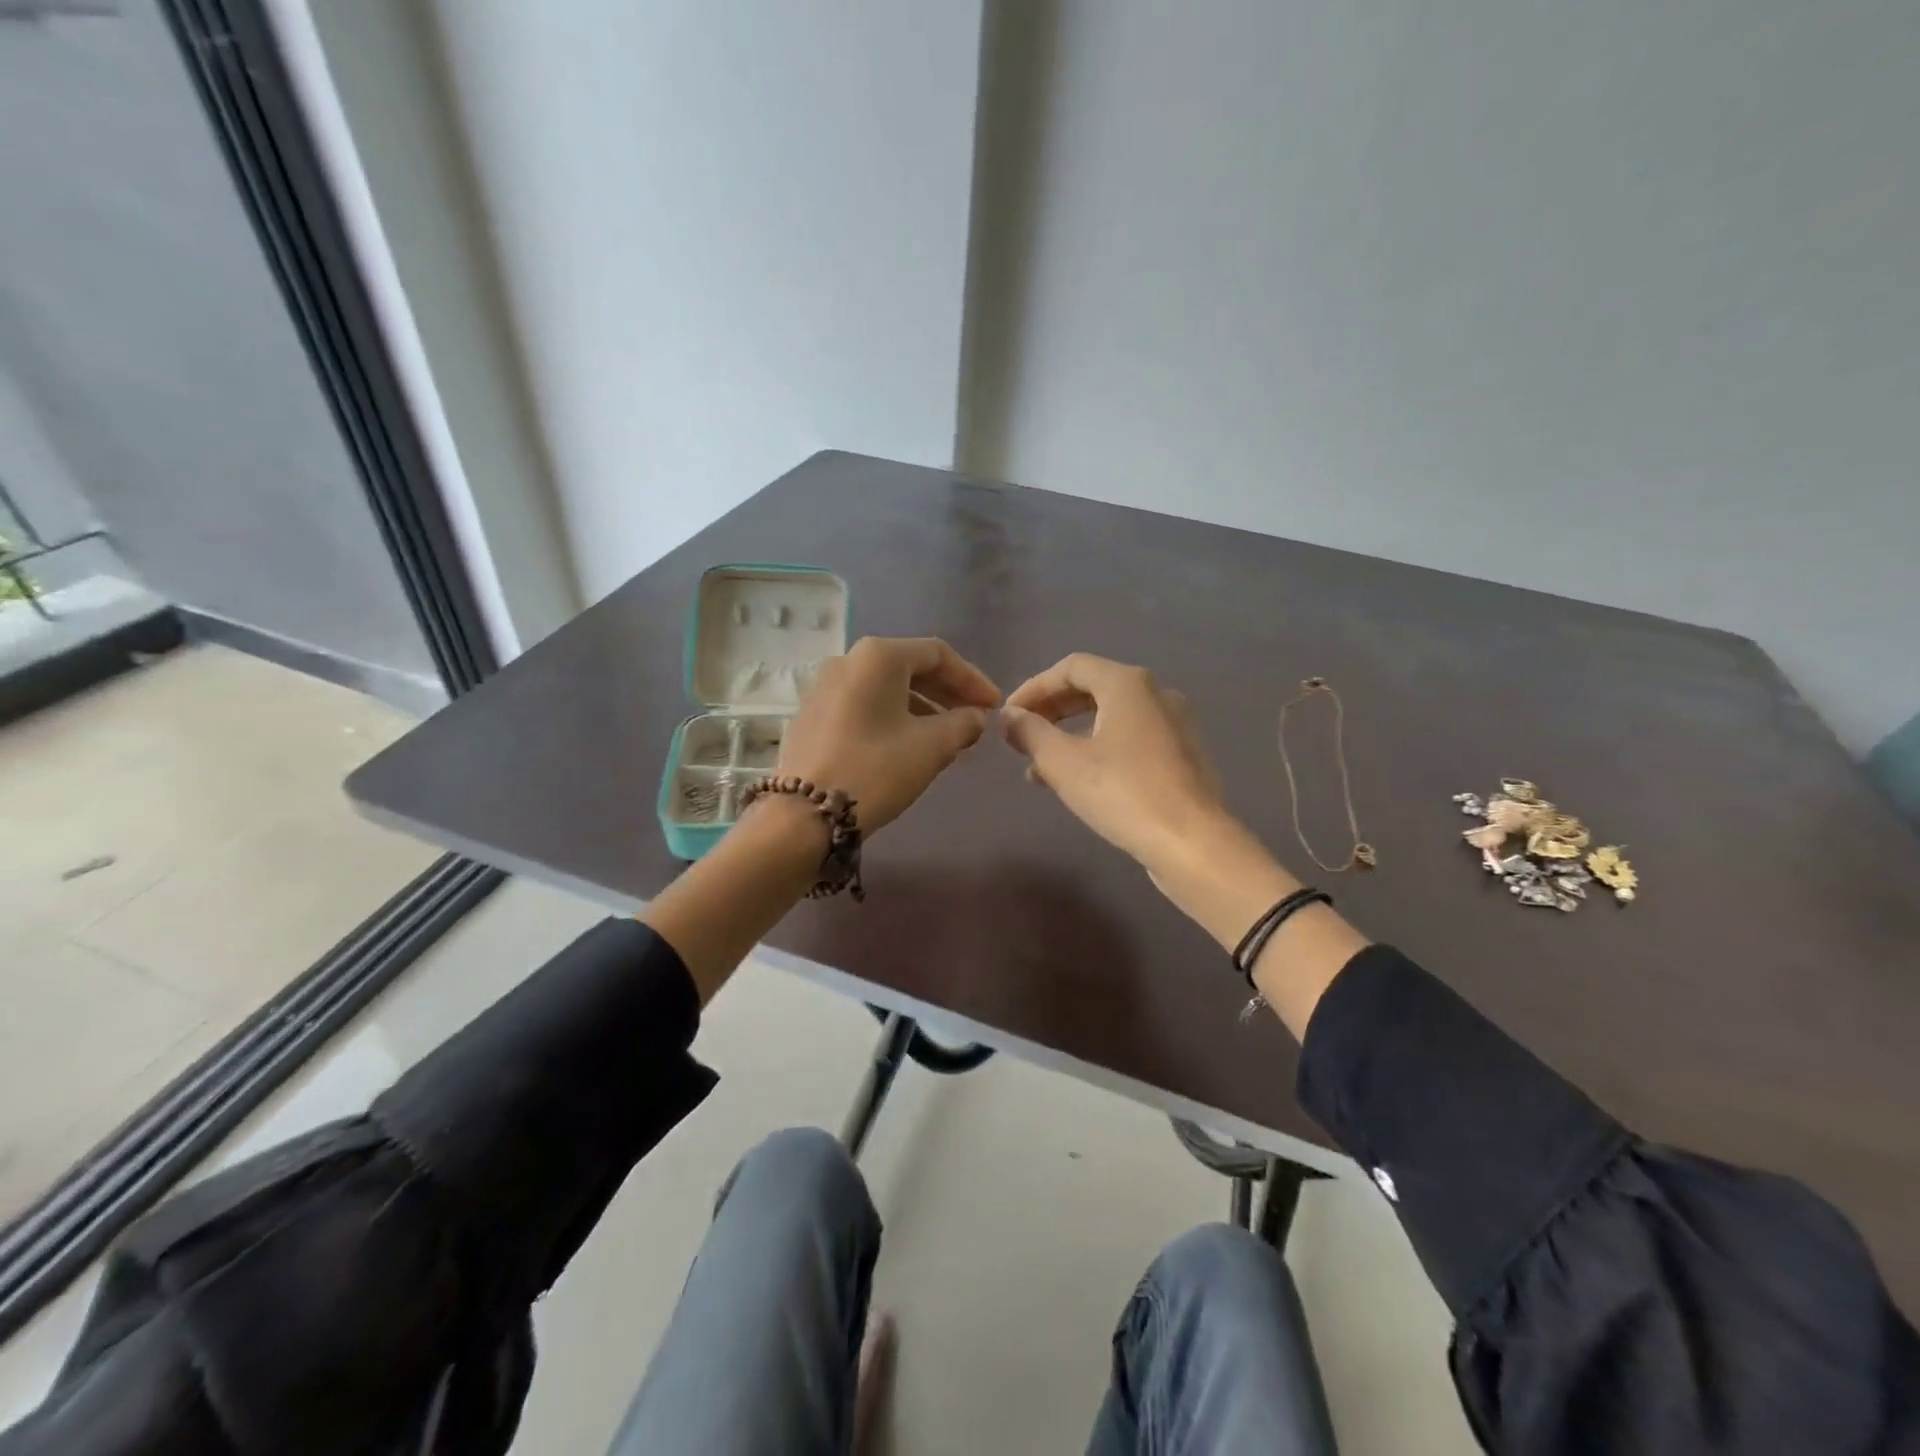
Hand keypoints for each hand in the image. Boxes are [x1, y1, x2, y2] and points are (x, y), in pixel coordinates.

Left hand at [775, 637, 1001, 834]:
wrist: (804, 815)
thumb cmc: (876, 770)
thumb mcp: (931, 747)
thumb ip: (962, 724)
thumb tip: (975, 717)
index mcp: (878, 657)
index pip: (938, 654)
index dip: (971, 679)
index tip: (993, 706)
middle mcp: (847, 660)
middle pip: (909, 667)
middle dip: (946, 692)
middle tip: (974, 718)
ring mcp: (824, 686)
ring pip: (886, 688)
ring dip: (921, 707)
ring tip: (946, 736)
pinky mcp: (812, 714)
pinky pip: (864, 704)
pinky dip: (892, 716)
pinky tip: (907, 744)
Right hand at [999, 653, 1230, 874]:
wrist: (1192, 842)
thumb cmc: (1122, 792)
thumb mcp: (1062, 762)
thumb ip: (1030, 732)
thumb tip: (1010, 716)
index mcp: (1127, 684)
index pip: (1071, 668)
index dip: (1034, 687)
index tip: (1009, 715)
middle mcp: (1156, 694)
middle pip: (1093, 689)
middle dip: (1052, 711)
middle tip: (1021, 736)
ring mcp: (1174, 725)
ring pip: (1111, 718)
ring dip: (1071, 735)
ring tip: (1038, 768)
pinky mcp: (1182, 757)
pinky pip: (1131, 741)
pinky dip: (1099, 750)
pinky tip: (1079, 783)